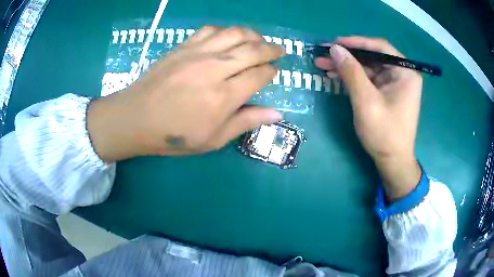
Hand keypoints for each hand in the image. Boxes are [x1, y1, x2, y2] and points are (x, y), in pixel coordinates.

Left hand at [87, 26, 284, 160]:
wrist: (135, 118)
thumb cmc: (173, 135)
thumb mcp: (212, 140)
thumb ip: (245, 122)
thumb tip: (277, 114)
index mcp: (224, 96)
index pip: (260, 75)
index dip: (272, 72)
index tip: (274, 73)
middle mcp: (215, 68)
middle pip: (253, 49)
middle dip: (271, 49)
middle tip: (279, 50)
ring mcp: (197, 53)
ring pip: (235, 33)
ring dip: (253, 35)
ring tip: (259, 40)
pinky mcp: (183, 46)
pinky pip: (211, 30)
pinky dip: (226, 31)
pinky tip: (229, 37)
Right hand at [315, 37, 422, 200]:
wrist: (392, 161)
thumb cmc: (384, 133)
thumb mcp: (366, 101)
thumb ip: (351, 72)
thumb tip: (335, 49)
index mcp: (405, 72)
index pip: (380, 47)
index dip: (356, 42)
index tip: (335, 43)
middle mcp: (401, 73)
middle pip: (372, 56)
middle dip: (347, 55)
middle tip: (323, 53)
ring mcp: (393, 83)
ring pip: (367, 67)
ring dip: (346, 66)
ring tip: (322, 64)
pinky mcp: (386, 92)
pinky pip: (368, 79)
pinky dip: (352, 77)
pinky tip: (334, 75)